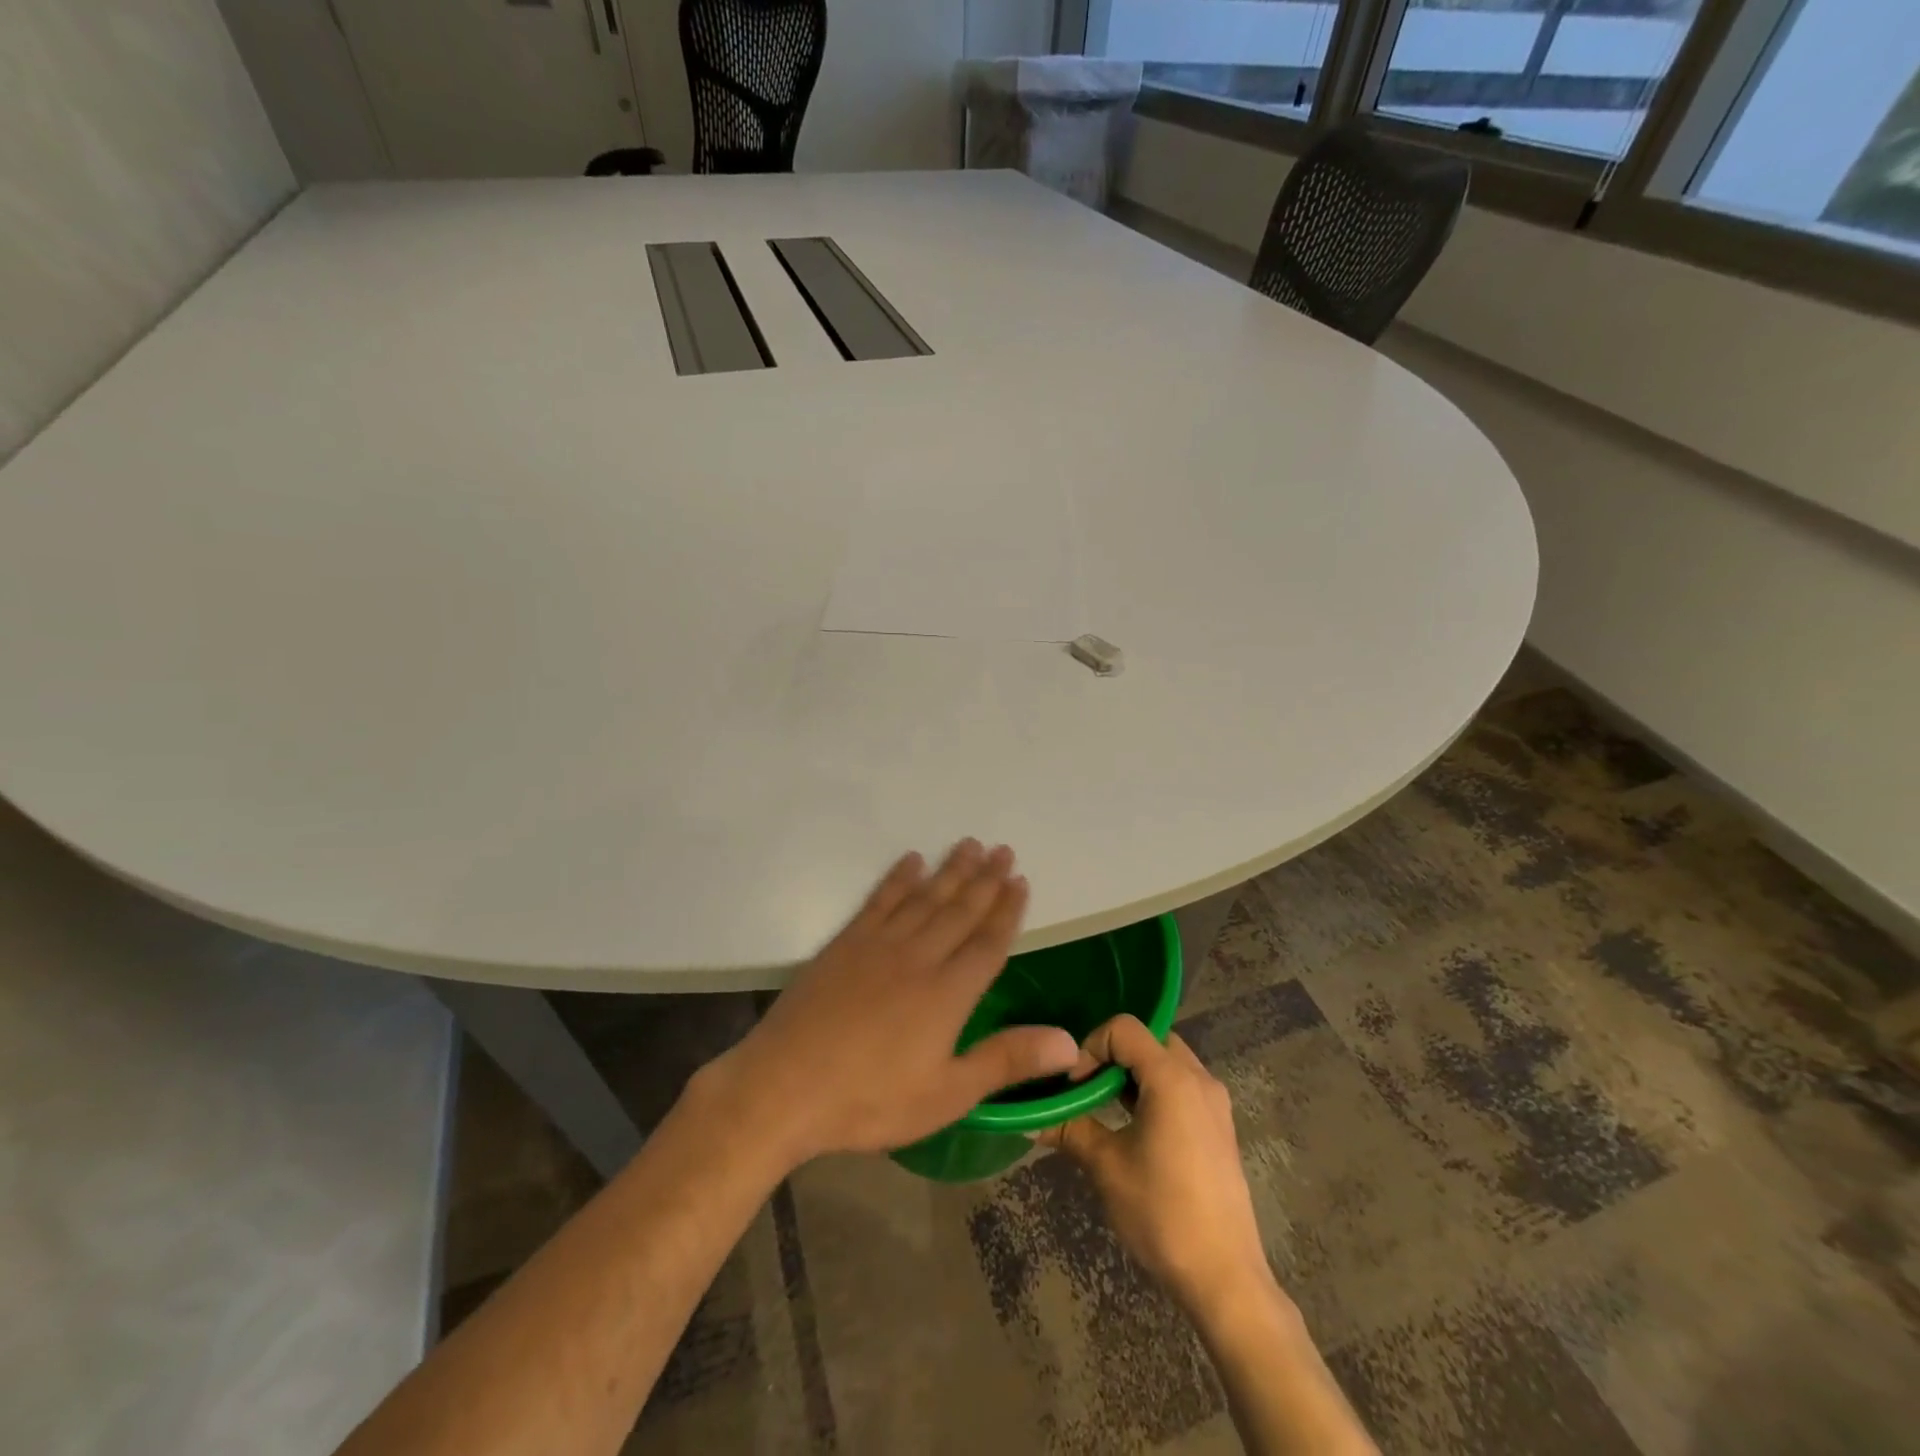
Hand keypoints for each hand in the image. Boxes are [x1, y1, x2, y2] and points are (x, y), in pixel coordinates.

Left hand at [696, 841, 1080, 1169]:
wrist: (785, 1087)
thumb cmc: (870, 1100)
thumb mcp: (947, 1094)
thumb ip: (1007, 1060)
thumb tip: (1070, 1043)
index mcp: (949, 993)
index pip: (988, 942)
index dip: (1008, 911)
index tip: (1021, 881)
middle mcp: (919, 957)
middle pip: (960, 910)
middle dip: (985, 880)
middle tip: (1003, 849)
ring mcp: (879, 945)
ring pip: (925, 898)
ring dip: (950, 870)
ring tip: (970, 845)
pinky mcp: (845, 944)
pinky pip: (879, 901)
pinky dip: (898, 878)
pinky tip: (911, 861)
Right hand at [1038, 1015, 1271, 1314]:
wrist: (1226, 1278)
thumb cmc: (1163, 1213)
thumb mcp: (1106, 1167)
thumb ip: (1069, 1129)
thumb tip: (1030, 1118)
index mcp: (1173, 1078)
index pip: (1124, 1028)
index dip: (1090, 1046)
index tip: (1073, 1084)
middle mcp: (1199, 1078)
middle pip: (1148, 1038)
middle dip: (1111, 1055)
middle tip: (1086, 1088)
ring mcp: (1214, 1102)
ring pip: (1165, 1061)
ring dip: (1132, 1072)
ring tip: (1103, 1106)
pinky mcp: (1219, 1126)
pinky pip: (1181, 1085)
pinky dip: (1152, 1089)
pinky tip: (1133, 1125)